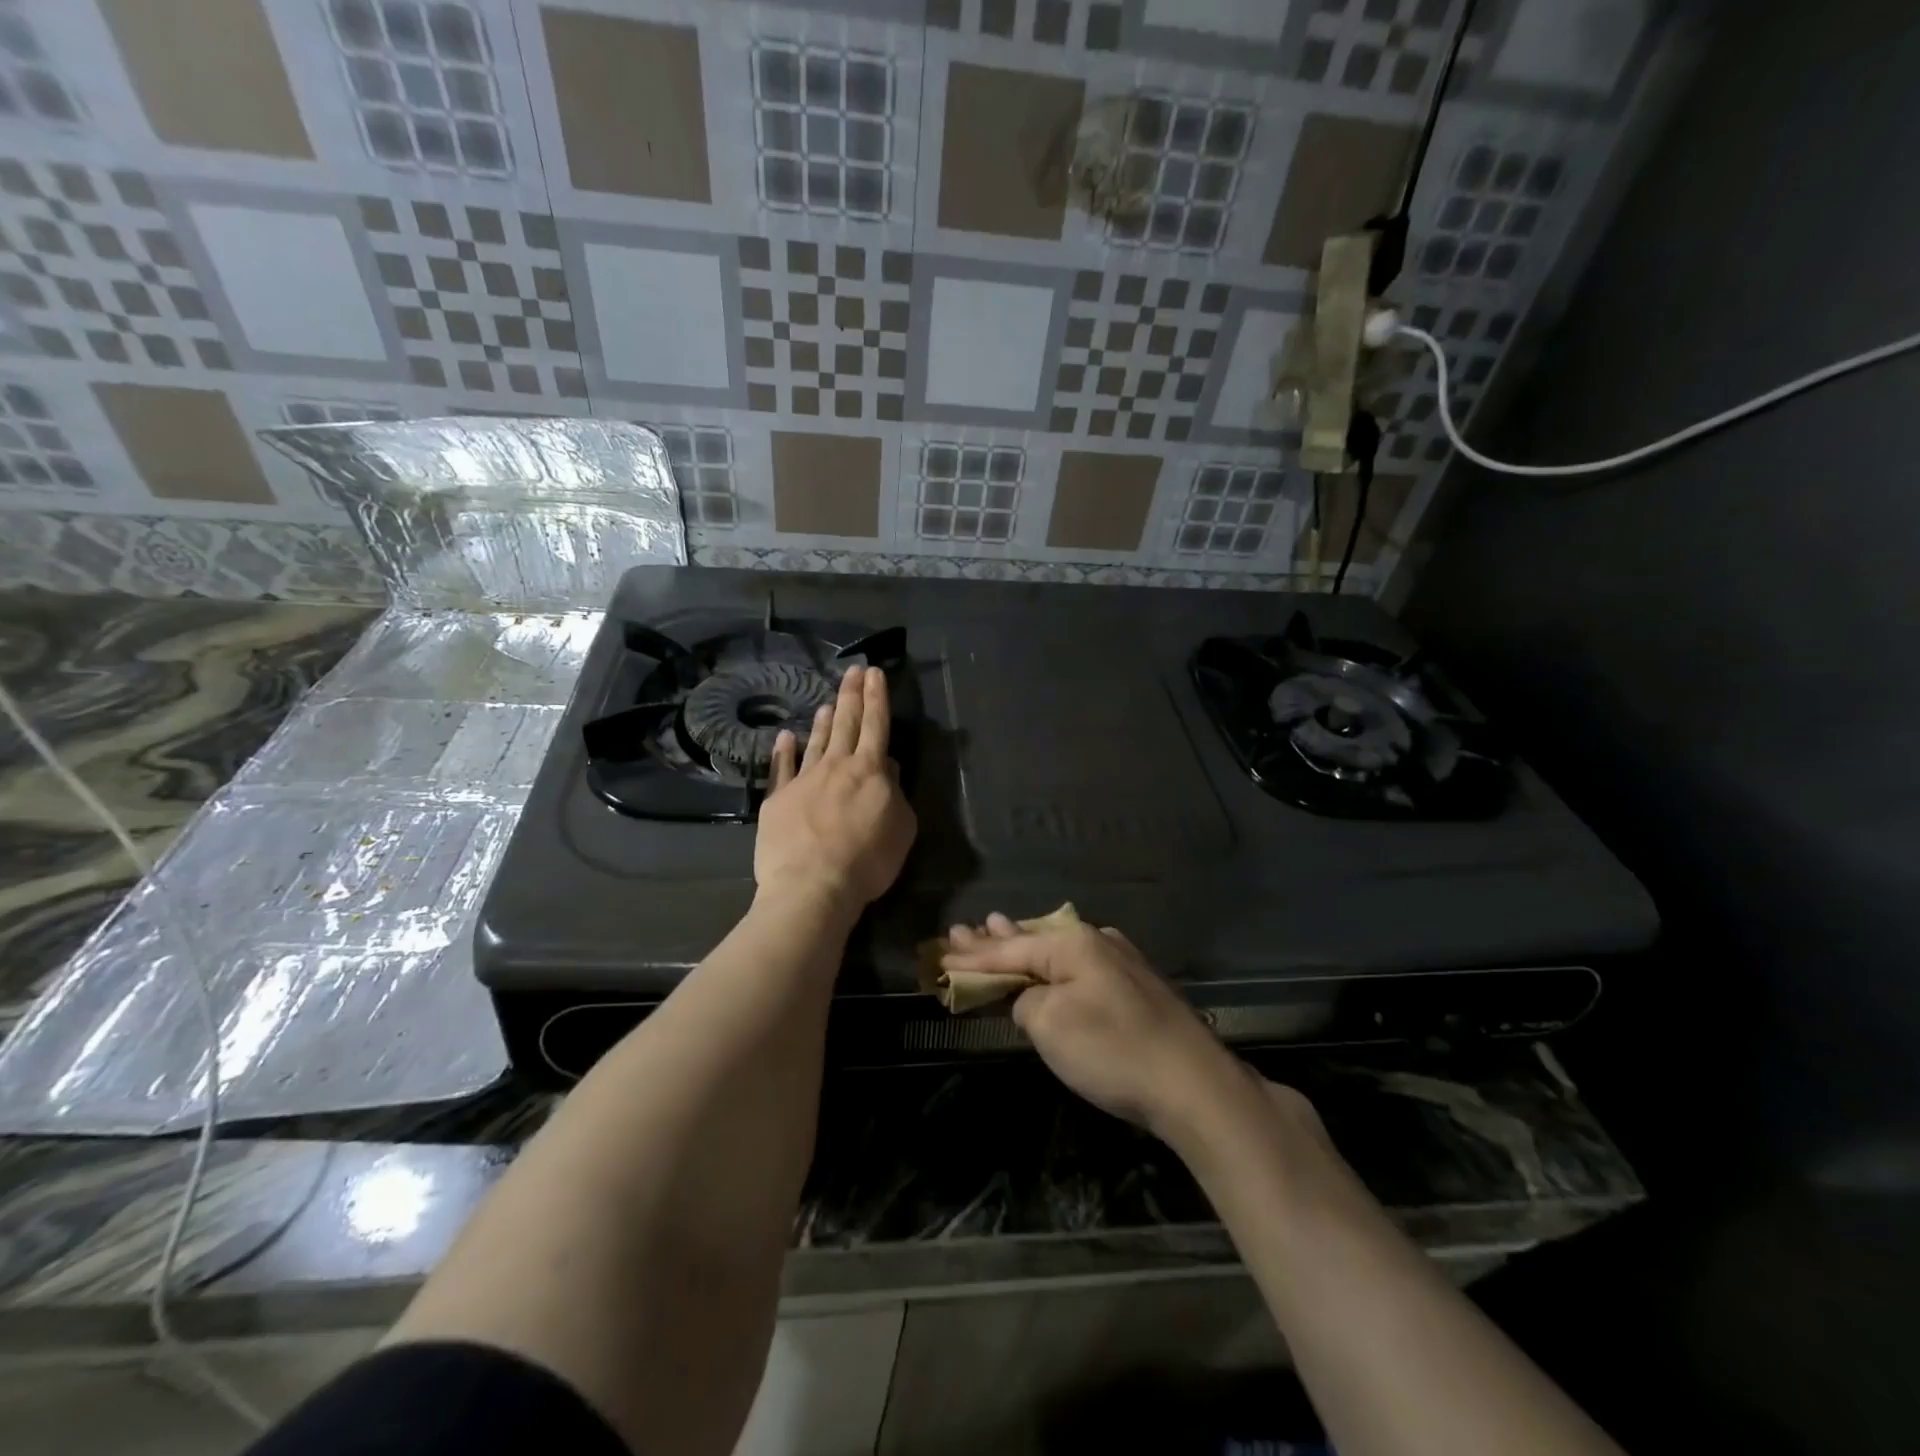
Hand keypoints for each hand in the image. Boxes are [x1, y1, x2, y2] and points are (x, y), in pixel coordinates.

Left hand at [755, 664, 915, 918]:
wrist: (811, 885)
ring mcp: (803, 780)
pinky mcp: (778, 799)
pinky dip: (784, 750)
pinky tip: (786, 736)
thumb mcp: (901, 828)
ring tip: (829, 701)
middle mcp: (836, 766)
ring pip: (817, 742)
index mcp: (870, 771)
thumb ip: (895, 793)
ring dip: (825, 721)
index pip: (876, 725)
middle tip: (853, 670)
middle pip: (847, 724)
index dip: (877, 698)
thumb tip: (887, 768)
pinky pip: (782, 768)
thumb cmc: (867, 860)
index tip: (875, 673)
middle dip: (852, 695)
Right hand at [940, 915, 1251, 1136]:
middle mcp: (1097, 942)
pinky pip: (1079, 966)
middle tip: (962, 930)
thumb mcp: (1050, 1025)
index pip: (1010, 949)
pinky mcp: (1136, 988)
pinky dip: (1052, 965)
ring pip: (1058, 950)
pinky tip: (1050, 956)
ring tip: (997, 927)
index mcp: (1073, 944)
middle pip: (1033, 940)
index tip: (942, 952)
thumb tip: (1031, 997)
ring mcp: (1121, 963)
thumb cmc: (1113, 1051)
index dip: (974, 956)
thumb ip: (1026, 1001)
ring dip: (1024, 946)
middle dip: (995, 939)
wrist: (1194, 1085)